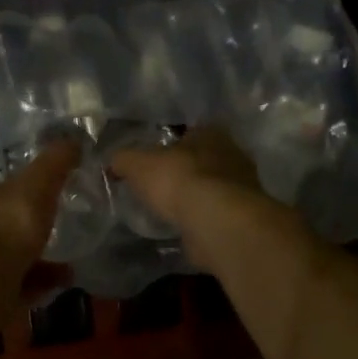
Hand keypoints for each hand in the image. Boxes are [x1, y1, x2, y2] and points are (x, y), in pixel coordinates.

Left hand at [0, 137, 78, 317]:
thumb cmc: (1, 234)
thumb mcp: (33, 191)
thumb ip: (53, 165)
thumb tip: (74, 138)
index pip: (7, 186)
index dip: (33, 188)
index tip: (60, 193)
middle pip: (7, 223)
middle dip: (34, 227)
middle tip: (68, 230)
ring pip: (12, 256)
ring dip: (40, 258)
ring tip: (71, 264)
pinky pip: (15, 287)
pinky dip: (36, 284)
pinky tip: (59, 286)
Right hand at [110, 125, 263, 234]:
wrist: (216, 222)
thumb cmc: (179, 179)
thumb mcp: (137, 164)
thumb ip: (124, 159)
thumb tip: (114, 162)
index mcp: (211, 133)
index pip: (191, 130)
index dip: (172, 142)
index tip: (156, 156)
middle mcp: (233, 155)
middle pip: (204, 159)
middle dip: (186, 170)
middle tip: (162, 183)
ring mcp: (243, 188)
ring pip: (214, 187)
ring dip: (196, 197)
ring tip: (171, 209)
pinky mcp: (243, 218)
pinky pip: (218, 214)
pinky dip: (203, 219)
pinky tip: (185, 228)